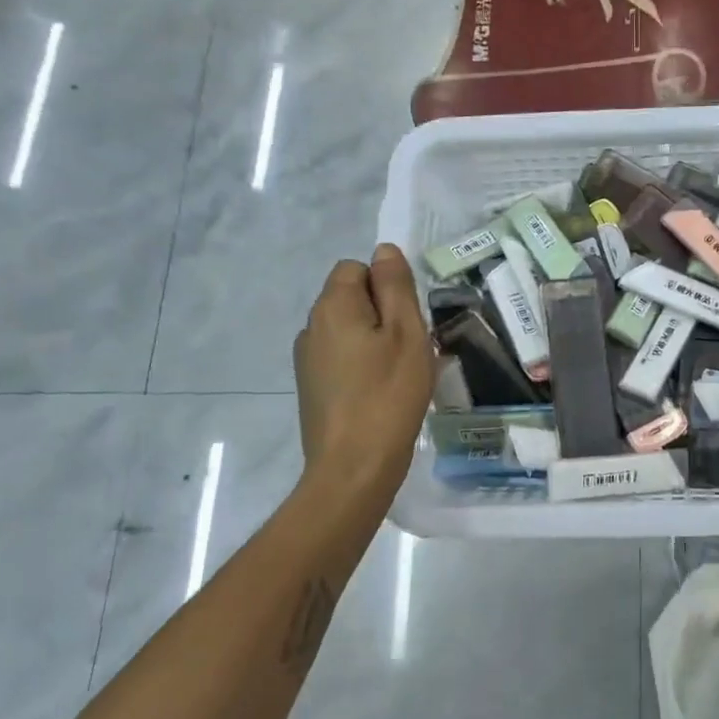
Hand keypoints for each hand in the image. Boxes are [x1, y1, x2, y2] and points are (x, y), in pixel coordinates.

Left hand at [294, 245, 435, 509]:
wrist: (354, 468)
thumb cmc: (389, 394)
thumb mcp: (407, 333)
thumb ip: (395, 286)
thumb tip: (384, 250)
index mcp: (333, 306)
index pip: (357, 268)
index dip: (387, 286)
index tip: (408, 320)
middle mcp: (311, 326)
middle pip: (351, 298)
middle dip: (383, 313)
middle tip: (412, 348)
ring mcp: (307, 360)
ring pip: (349, 330)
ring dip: (375, 341)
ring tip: (400, 373)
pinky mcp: (311, 388)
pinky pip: (342, 358)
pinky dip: (363, 365)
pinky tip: (382, 392)